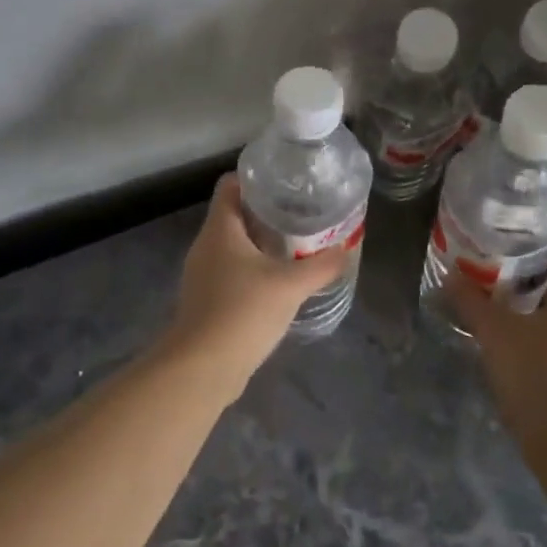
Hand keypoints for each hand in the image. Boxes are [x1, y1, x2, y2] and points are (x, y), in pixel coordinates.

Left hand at [165, 174, 349, 385]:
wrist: (202, 367)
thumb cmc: (242, 312)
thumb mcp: (290, 286)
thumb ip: (320, 266)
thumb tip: (344, 250)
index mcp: (220, 229)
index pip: (230, 186)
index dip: (256, 178)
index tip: (287, 182)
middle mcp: (206, 246)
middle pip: (235, 215)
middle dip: (268, 212)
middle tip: (303, 213)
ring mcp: (204, 274)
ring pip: (235, 246)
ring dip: (263, 243)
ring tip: (298, 245)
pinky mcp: (208, 300)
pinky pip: (233, 272)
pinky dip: (255, 269)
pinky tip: (281, 281)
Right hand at [447, 235, 546, 433]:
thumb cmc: (537, 373)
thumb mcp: (495, 331)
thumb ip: (470, 301)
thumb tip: (450, 274)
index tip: (525, 228)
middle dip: (535, 265)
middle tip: (499, 255)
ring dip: (533, 297)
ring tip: (496, 290)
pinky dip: (536, 325)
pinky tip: (507, 331)